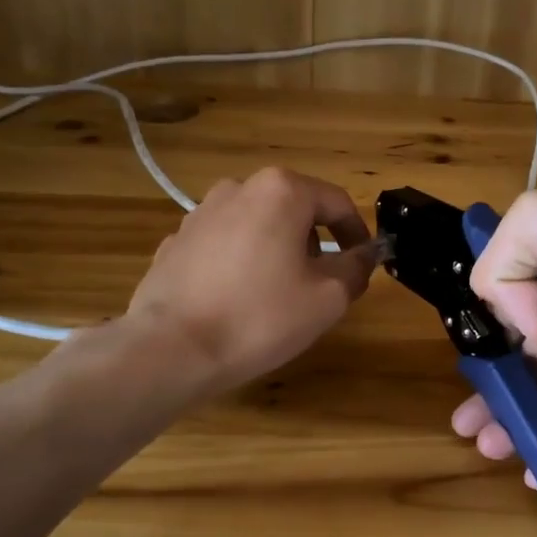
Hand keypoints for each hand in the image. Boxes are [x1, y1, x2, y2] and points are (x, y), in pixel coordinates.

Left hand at [122, 168, 375, 395]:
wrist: (171, 349)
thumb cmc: (259, 317)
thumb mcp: (327, 298)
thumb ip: (356, 268)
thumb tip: (365, 254)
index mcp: (281, 191)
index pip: (337, 203)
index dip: (357, 234)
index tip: (363, 263)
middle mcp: (239, 188)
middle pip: (295, 210)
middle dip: (315, 244)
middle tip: (321, 285)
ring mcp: (200, 213)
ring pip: (258, 226)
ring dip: (277, 251)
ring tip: (277, 296)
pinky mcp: (175, 241)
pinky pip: (224, 245)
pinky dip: (240, 263)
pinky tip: (236, 301)